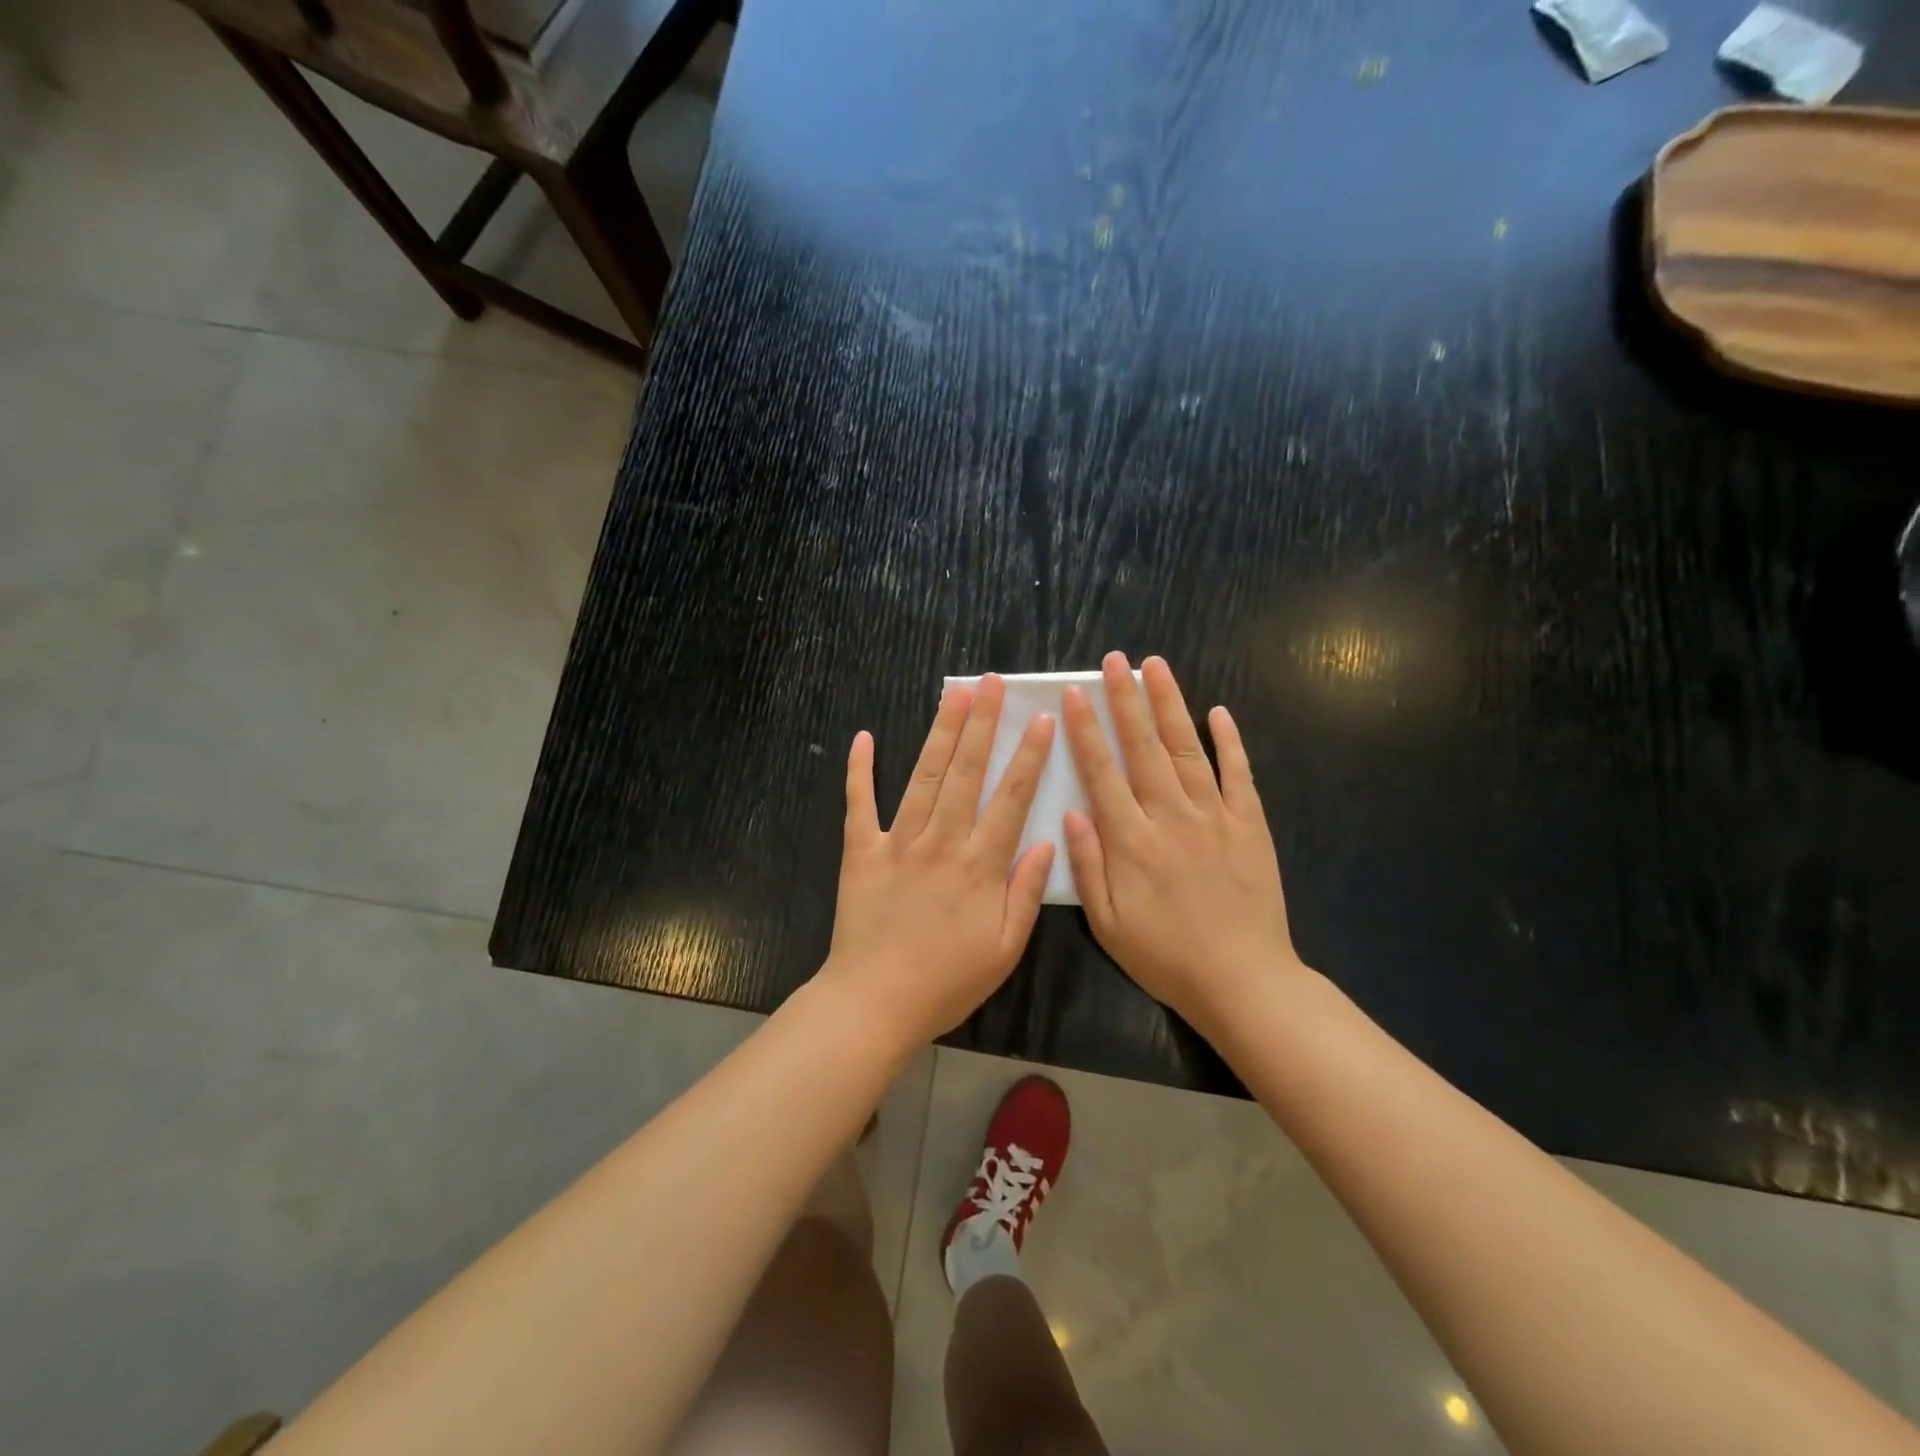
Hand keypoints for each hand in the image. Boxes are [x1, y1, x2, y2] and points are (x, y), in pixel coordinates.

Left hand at [819, 675, 1056, 1050]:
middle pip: (967, 772)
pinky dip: (860, 769)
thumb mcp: (1005, 949)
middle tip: (992, 683)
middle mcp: (941, 841)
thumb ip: (1026, 892)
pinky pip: (859, 803)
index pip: (1011, 798)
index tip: (1042, 720)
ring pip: (924, 776)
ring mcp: (898, 842)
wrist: (875, 1002)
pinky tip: (863, 737)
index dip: (1029, 756)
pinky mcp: (861, 851)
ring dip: (940, 732)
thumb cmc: (947, 981)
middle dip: (982, 723)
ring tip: (954, 694)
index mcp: (980, 865)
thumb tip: (1047, 841)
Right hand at [1062, 652, 1301, 1025]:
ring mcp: (1215, 817)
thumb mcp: (1107, 923)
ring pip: (1187, 749)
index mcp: (1131, 841)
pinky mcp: (1251, 825)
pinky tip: (1218, 712)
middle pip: (1143, 747)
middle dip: (1126, 700)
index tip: (1075, 694)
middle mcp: (1171, 817)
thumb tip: (1072, 812)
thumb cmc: (1165, 956)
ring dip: (1170, 705)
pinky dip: (1230, 741)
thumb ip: (1087, 865)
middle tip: (1115, 660)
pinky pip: (1239, 775)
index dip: (1086, 731)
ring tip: (1156, 667)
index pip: (1102, 773)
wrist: (1242, 981)